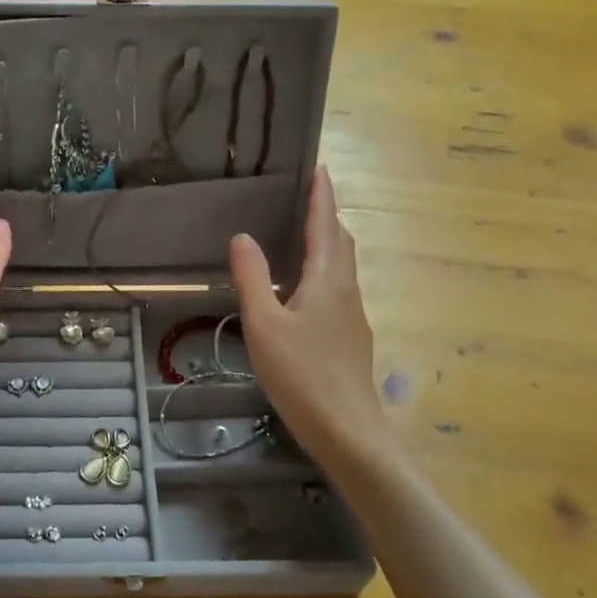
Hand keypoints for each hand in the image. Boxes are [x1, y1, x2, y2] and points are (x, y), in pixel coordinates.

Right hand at [229, 167, 386, 474]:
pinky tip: (304, 287)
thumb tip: (243, 236)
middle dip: (326, 215)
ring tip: (303, 233)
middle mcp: (347, 290)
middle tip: (307, 196)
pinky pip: (339, 287)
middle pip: (341, 242)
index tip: (319, 167)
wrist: (347, 430)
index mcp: (327, 279)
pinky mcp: (351, 337)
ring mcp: (353, 315)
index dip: (321, 195)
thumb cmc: (302, 374)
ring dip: (328, 241)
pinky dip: (325, 269)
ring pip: (343, 266)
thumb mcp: (264, 324)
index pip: (325, 225)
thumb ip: (253, 277)